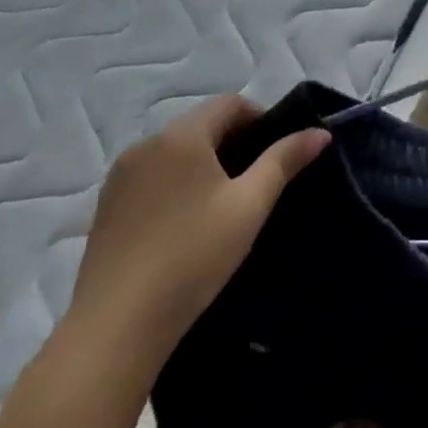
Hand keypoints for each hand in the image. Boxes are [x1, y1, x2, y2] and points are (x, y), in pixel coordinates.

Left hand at [64, 97, 329, 368]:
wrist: (117, 325)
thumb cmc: (194, 254)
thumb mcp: (250, 205)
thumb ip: (285, 161)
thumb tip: (320, 132)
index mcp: (181, 135)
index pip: (230, 103)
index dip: (261, 120)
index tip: (277, 155)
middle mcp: (145, 145)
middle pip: (201, 125)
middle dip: (234, 143)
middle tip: (257, 184)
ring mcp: (120, 177)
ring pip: (175, 153)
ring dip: (204, 165)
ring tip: (224, 207)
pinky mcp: (106, 208)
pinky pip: (152, 178)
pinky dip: (177, 186)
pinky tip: (187, 226)